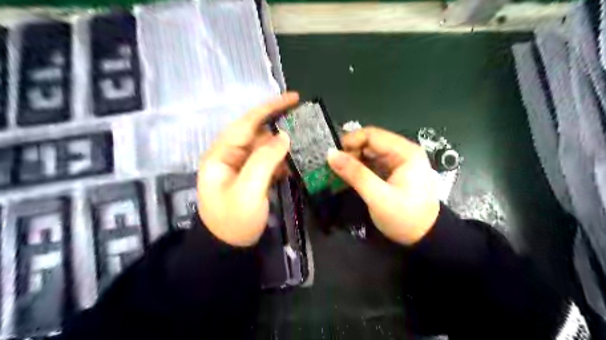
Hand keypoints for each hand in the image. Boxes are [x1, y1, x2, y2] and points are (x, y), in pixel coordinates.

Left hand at [197, 93, 297, 244]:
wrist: (228, 250)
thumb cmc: (233, 221)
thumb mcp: (248, 190)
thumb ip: (265, 160)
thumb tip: (284, 136)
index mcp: (222, 154)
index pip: (247, 123)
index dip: (270, 108)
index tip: (294, 98)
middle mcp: (230, 156)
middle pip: (258, 133)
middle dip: (281, 125)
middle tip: (306, 120)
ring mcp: (242, 167)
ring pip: (266, 148)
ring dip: (284, 145)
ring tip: (306, 140)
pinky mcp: (252, 177)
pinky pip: (269, 162)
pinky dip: (283, 161)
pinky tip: (297, 162)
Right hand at [329, 126, 438, 245]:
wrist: (426, 238)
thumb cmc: (405, 218)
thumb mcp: (378, 197)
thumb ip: (355, 174)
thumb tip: (330, 154)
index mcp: (405, 152)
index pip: (372, 135)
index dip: (350, 141)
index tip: (333, 156)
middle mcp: (403, 152)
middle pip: (371, 142)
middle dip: (351, 152)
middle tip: (335, 168)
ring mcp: (399, 163)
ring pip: (370, 153)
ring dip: (354, 161)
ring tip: (340, 174)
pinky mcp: (394, 173)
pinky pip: (373, 164)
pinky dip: (360, 169)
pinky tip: (350, 178)